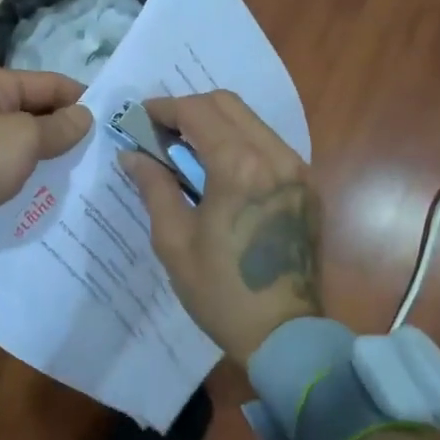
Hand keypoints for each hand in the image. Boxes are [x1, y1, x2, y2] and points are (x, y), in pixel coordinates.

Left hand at [0, 67, 93, 268]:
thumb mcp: (22, 139)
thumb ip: (59, 128)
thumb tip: (86, 115)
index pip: (49, 83)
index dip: (82, 99)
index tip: (116, 121)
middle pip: (36, 113)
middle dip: (68, 132)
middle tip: (109, 153)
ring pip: (23, 146)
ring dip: (50, 159)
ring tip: (90, 176)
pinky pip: (8, 171)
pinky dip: (29, 179)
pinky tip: (56, 195)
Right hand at [119, 91, 323, 364]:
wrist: (284, 336)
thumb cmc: (220, 292)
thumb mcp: (174, 241)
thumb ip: (154, 187)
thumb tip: (132, 155)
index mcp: (240, 168)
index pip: (197, 112)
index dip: (164, 109)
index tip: (140, 119)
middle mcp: (276, 156)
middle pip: (228, 104)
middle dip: (190, 110)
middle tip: (161, 134)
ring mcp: (298, 170)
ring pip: (251, 121)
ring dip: (216, 124)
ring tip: (186, 151)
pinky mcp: (307, 187)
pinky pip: (269, 144)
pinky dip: (240, 143)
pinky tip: (219, 170)